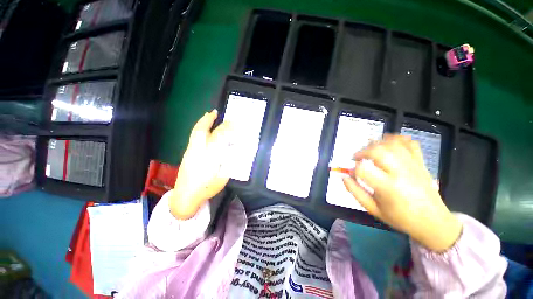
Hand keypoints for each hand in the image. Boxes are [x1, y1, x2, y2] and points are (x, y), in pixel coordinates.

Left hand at [169, 110, 232, 219]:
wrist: (184, 197)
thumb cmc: (205, 189)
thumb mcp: (222, 178)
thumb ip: (228, 164)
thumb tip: (232, 152)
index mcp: (207, 158)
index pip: (217, 139)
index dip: (225, 129)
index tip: (232, 123)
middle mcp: (197, 152)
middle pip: (200, 132)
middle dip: (208, 120)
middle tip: (215, 112)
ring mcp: (190, 152)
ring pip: (195, 133)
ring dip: (203, 123)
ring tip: (209, 116)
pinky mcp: (187, 154)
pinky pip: (194, 138)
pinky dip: (200, 130)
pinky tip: (205, 130)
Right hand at [343, 134, 461, 251]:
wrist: (433, 222)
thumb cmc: (401, 218)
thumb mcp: (373, 210)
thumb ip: (356, 192)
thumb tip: (344, 177)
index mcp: (388, 187)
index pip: (363, 169)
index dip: (353, 169)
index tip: (352, 174)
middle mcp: (401, 173)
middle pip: (377, 151)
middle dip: (362, 151)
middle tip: (357, 158)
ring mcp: (413, 165)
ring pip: (392, 144)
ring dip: (376, 143)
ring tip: (369, 150)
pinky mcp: (420, 162)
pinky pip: (410, 143)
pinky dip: (397, 139)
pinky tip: (388, 142)